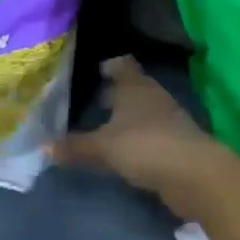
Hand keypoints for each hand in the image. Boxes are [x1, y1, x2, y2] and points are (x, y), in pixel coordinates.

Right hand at [51, 56, 235, 221]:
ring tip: (105, 128)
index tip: (97, 70)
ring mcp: (168, 120)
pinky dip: (138, 139)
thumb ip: (76, 147)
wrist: (195, 175)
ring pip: (143, 111)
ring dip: (128, 118)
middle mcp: (152, 97)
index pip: (123, 65)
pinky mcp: (176, 144)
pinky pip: (151, 135)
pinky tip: (125, 151)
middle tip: (93, 100)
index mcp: (135, 86)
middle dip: (115, 93)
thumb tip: (43, 148)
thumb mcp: (104, 147)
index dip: (111, 65)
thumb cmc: (146, 146)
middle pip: (133, 88)